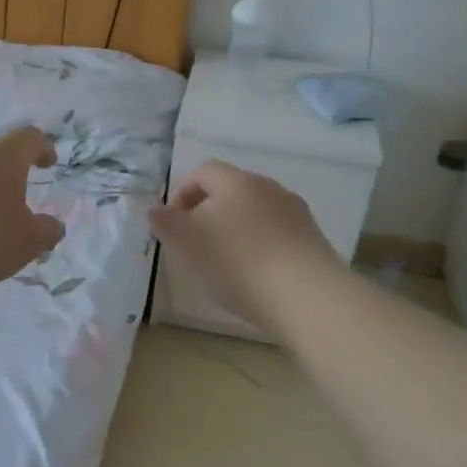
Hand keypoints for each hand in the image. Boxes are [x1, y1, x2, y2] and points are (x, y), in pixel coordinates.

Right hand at [148, 161, 340, 329]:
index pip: (202, 172)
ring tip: (225, 264)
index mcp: (236, 181)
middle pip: (231, 191)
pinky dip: (260, 247)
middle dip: (209, 213)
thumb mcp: (186, 241)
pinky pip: (277, 234)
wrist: (305, 295)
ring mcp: (295, 213)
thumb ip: (165, 222)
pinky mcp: (312, 239)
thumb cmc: (236, 261)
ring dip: (236, 230)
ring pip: (255, 213)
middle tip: (195, 245)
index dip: (182, 194)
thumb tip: (154, 210)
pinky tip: (256, 275)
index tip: (173, 225)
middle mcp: (268, 188)